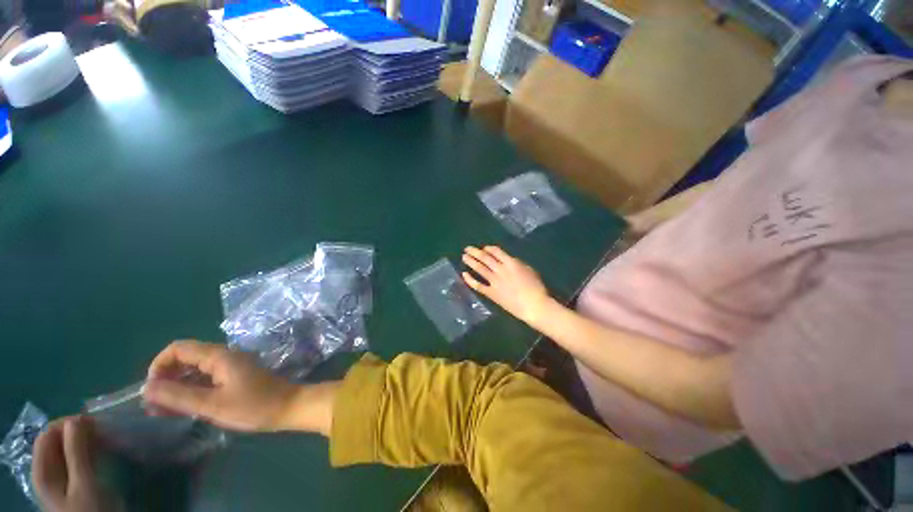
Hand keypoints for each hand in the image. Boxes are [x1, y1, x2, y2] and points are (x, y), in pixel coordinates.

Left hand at [32, 416, 119, 511]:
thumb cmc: (90, 510)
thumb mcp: (84, 483)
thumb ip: (76, 452)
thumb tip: (76, 420)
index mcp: (43, 470)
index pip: (48, 434)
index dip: (68, 424)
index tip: (94, 423)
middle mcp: (47, 471)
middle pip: (57, 441)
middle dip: (79, 432)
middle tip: (104, 431)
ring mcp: (59, 479)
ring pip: (68, 449)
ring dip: (86, 440)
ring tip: (108, 439)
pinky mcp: (72, 483)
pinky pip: (76, 459)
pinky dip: (88, 451)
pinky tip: (104, 452)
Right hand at [144, 341, 308, 432]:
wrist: (288, 407)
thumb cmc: (253, 406)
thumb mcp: (212, 405)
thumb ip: (179, 396)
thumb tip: (146, 388)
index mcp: (219, 356)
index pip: (179, 348)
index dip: (159, 365)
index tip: (151, 390)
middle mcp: (224, 357)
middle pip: (185, 359)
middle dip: (165, 379)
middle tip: (153, 405)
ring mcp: (230, 368)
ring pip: (193, 371)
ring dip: (175, 387)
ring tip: (160, 411)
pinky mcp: (234, 379)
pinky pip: (205, 380)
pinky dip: (190, 392)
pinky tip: (179, 410)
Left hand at [461, 246, 554, 325]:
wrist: (534, 306)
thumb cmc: (536, 288)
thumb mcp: (529, 270)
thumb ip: (517, 264)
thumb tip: (508, 261)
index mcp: (511, 263)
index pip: (496, 252)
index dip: (488, 249)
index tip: (483, 248)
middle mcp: (500, 270)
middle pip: (485, 258)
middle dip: (475, 252)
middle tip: (467, 249)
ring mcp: (494, 282)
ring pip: (480, 269)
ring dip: (471, 262)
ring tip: (464, 257)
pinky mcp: (491, 293)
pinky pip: (478, 285)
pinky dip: (470, 280)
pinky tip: (464, 274)